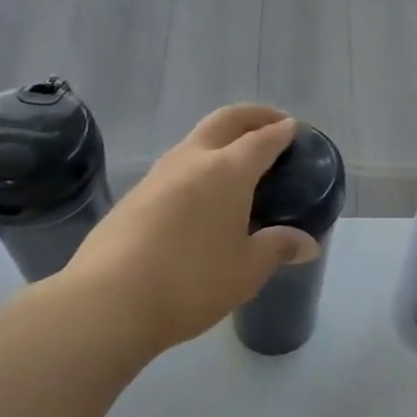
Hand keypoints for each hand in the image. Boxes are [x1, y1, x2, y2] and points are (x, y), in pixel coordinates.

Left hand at [50, 104, 318, 353]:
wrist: (108, 301)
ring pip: (195, 140)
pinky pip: (176, 166)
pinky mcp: (134, 195)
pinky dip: (198, 164)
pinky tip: (202, 195)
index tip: (294, 128)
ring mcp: (157, 175)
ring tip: (238, 162)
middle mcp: (192, 160)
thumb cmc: (192, 282)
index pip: (262, 138)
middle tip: (271, 124)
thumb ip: (278, 248)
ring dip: (221, 139)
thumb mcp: (247, 270)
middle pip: (225, 120)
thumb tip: (307, 243)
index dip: (281, 131)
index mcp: (228, 171)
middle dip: (252, 116)